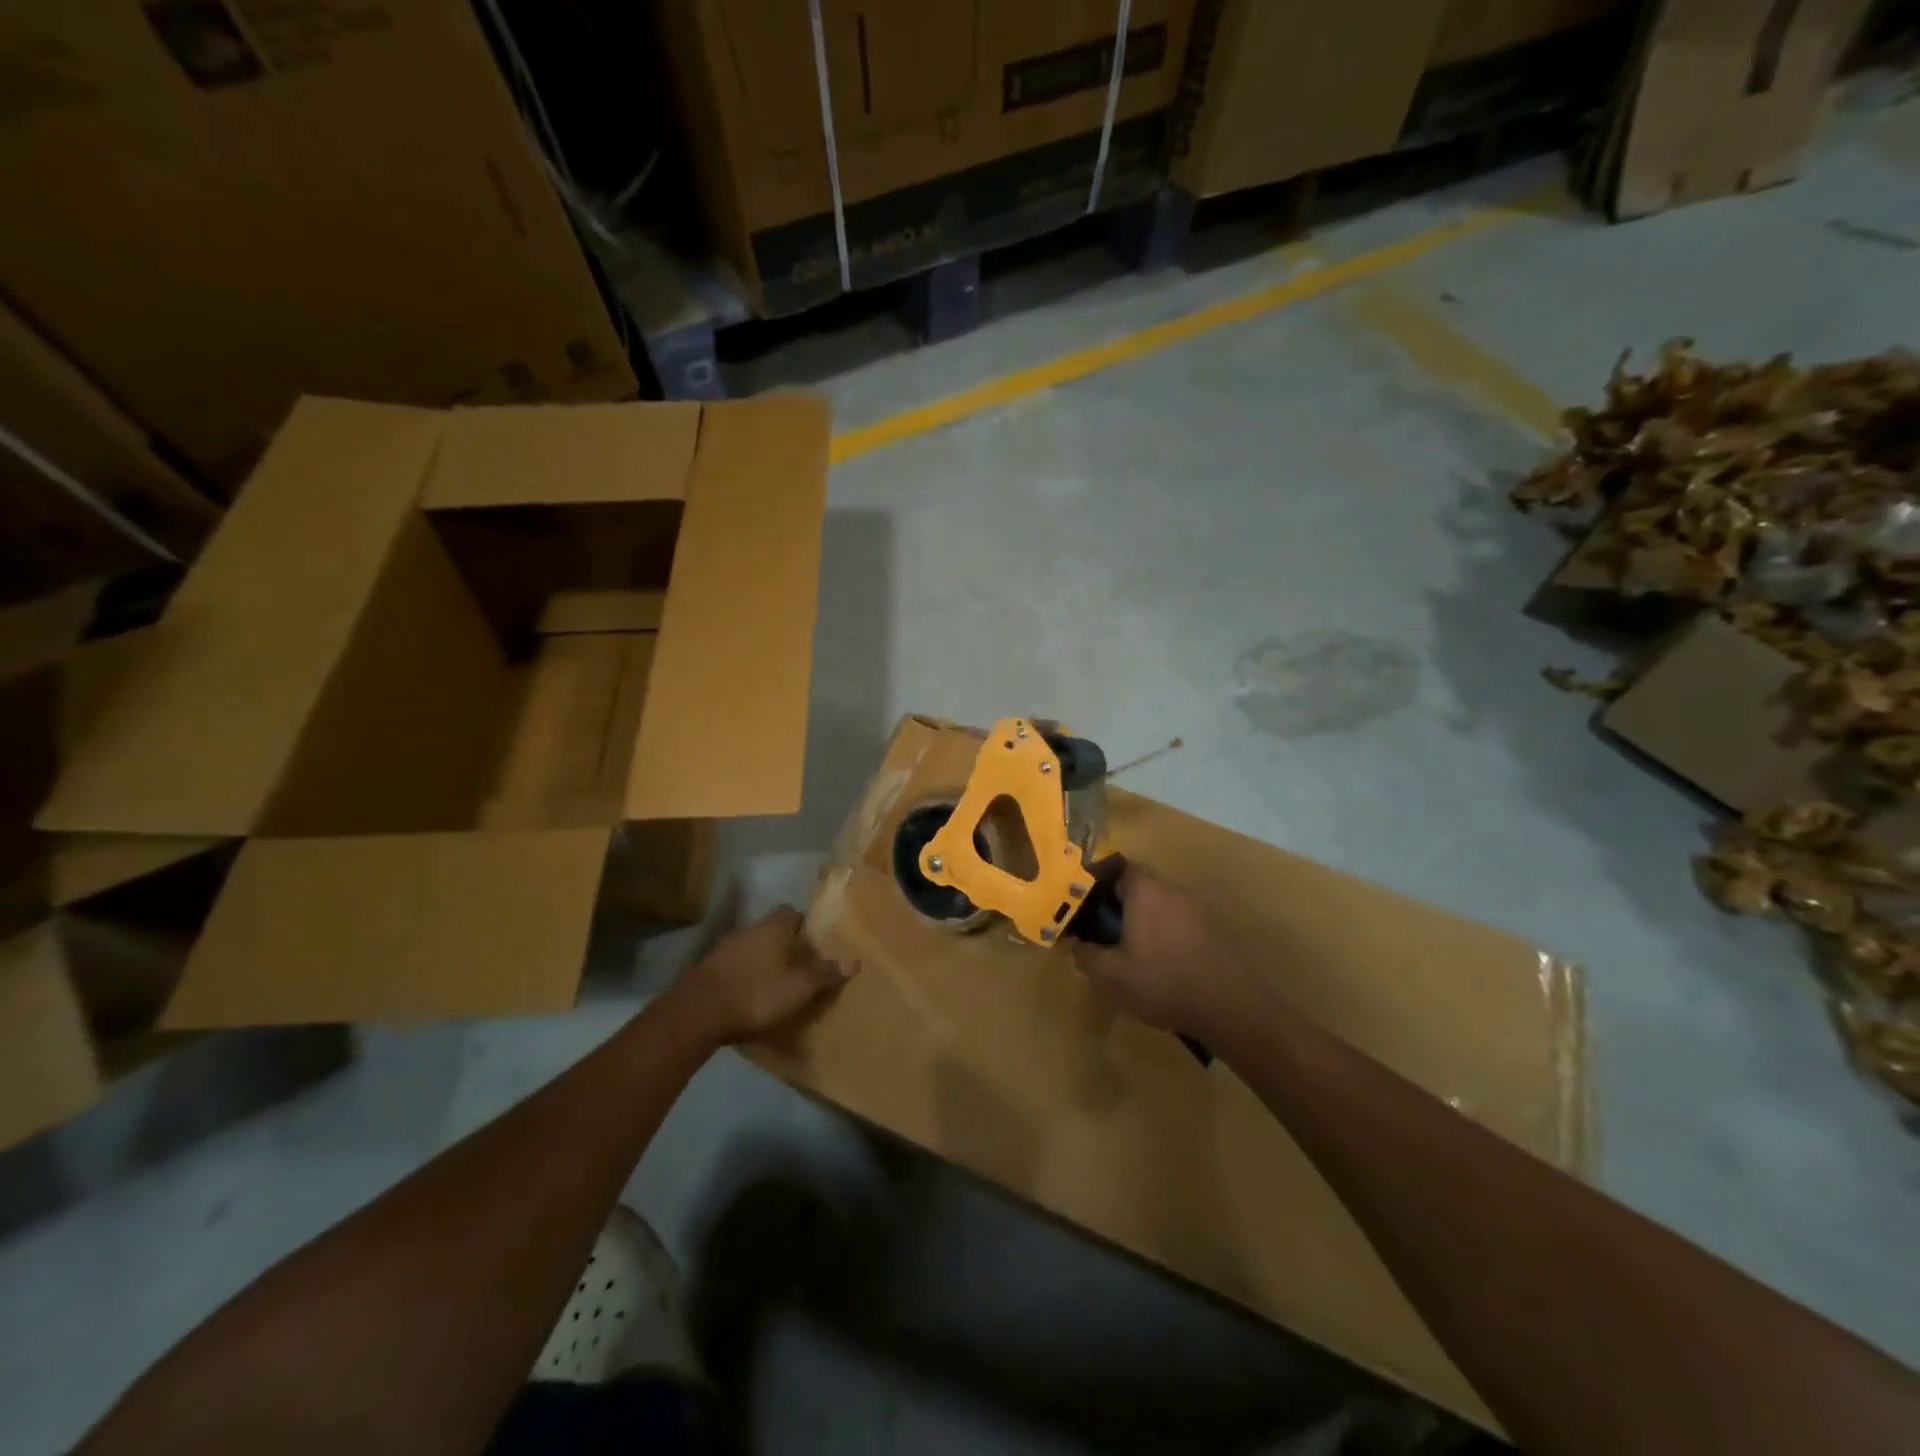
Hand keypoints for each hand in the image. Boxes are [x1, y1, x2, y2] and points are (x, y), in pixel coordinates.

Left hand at [667, 906, 855, 1046]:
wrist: (699, 1012)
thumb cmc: (757, 993)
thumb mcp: (799, 988)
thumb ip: (825, 974)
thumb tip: (855, 961)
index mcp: (774, 927)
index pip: (792, 913)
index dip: (804, 927)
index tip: (813, 947)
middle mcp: (750, 929)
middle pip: (772, 930)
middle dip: (784, 946)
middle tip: (798, 969)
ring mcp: (725, 947)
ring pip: (752, 947)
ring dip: (762, 961)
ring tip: (774, 985)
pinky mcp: (708, 968)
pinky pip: (734, 965)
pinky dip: (743, 975)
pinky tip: (749, 996)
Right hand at [1070, 866, 1260, 1039]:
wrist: (1232, 1007)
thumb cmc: (1163, 981)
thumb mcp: (1112, 975)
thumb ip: (1087, 956)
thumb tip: (1078, 945)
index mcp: (1146, 891)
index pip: (1120, 867)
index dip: (1100, 880)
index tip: (1085, 900)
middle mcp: (1174, 891)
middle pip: (1142, 887)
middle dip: (1121, 904)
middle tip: (1104, 930)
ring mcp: (1200, 910)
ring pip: (1163, 907)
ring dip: (1146, 922)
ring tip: (1132, 951)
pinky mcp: (1217, 932)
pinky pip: (1182, 925)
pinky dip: (1168, 936)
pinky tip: (1163, 966)